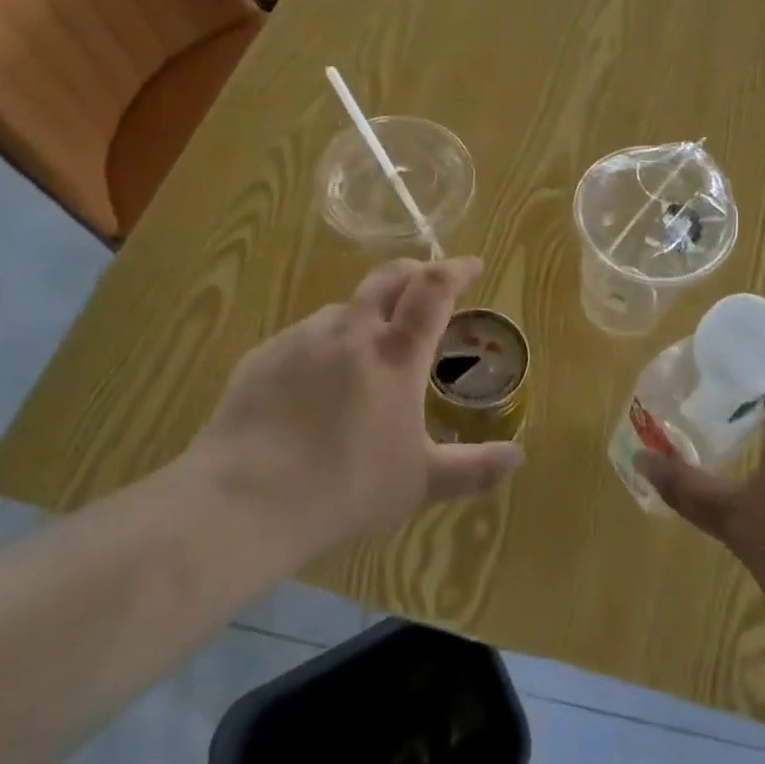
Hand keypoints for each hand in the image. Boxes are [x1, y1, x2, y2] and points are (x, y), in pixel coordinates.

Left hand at [188, 257, 522, 566]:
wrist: (246, 499)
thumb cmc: (346, 487)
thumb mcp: (420, 484)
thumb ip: (474, 469)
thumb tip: (518, 457)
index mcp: (395, 355)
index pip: (433, 290)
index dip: (456, 270)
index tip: (473, 264)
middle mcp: (350, 332)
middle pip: (386, 278)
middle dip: (413, 272)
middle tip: (425, 281)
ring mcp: (302, 339)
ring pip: (344, 309)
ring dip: (366, 314)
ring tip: (368, 345)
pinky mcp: (263, 356)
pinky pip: (304, 337)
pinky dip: (324, 345)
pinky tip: (315, 381)